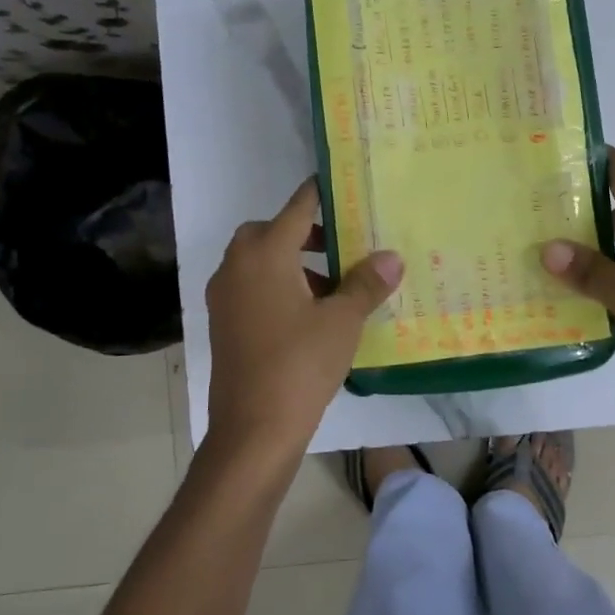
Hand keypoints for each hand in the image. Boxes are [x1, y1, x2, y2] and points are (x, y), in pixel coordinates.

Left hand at [204, 178, 402, 466]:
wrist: (253, 429)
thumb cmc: (300, 364)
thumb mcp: (343, 321)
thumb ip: (366, 283)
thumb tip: (391, 257)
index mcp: (264, 254)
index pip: (297, 207)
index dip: (321, 193)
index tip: (342, 184)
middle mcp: (236, 266)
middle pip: (271, 232)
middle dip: (304, 233)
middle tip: (340, 245)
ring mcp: (224, 297)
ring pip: (259, 262)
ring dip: (292, 263)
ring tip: (333, 287)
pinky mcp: (223, 324)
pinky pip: (252, 288)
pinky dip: (277, 287)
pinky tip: (309, 316)